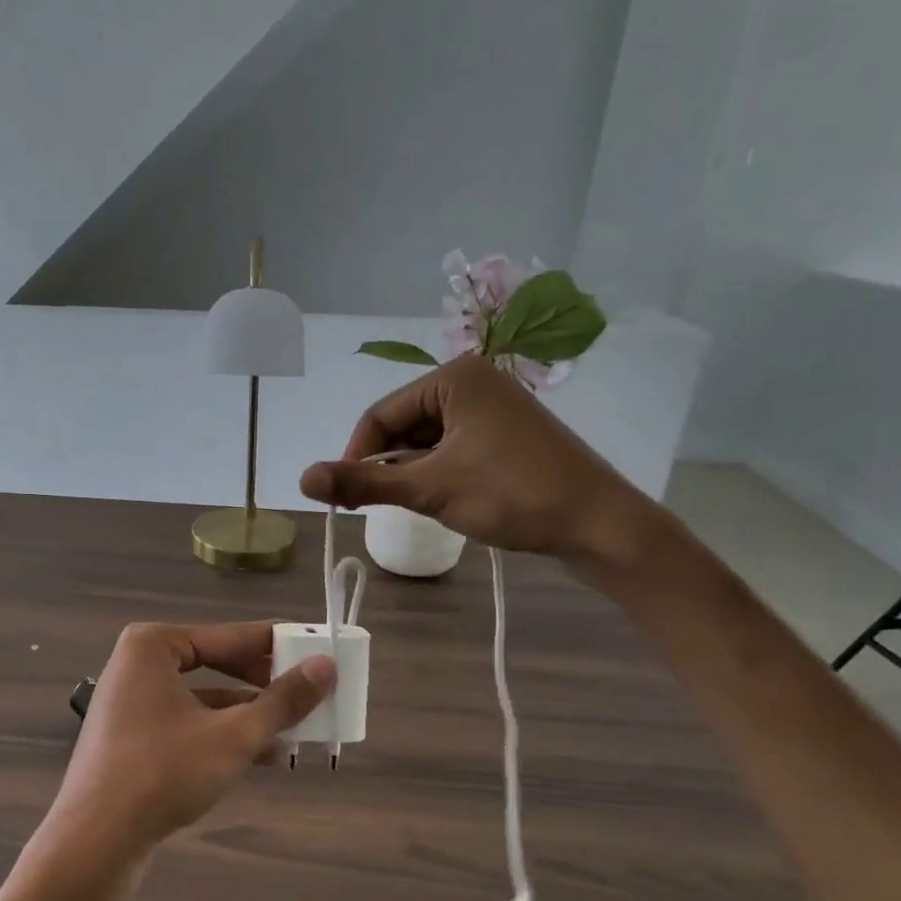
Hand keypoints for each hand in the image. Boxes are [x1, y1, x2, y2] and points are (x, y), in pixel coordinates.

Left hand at [44, 622, 334, 867]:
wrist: (94, 843)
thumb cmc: (163, 774)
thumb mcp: (233, 736)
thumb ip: (282, 701)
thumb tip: (327, 667)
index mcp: (153, 646)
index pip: (231, 636)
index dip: (279, 645)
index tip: (319, 650)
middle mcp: (139, 666)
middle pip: (218, 664)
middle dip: (265, 684)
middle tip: (311, 692)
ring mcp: (134, 703)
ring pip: (206, 699)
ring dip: (251, 714)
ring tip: (299, 728)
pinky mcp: (135, 739)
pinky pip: (190, 724)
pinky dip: (225, 735)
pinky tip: (267, 756)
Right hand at [299, 355, 662, 567]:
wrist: (599, 524)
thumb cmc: (512, 495)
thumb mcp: (430, 488)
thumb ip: (363, 482)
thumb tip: (301, 479)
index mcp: (454, 377)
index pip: (380, 414)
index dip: (356, 456)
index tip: (346, 498)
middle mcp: (473, 381)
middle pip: (403, 425)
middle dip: (389, 466)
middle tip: (385, 506)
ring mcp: (494, 408)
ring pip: (427, 441)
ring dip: (413, 474)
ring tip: (421, 506)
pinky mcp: (507, 435)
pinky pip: (453, 449)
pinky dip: (438, 474)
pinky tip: (446, 501)